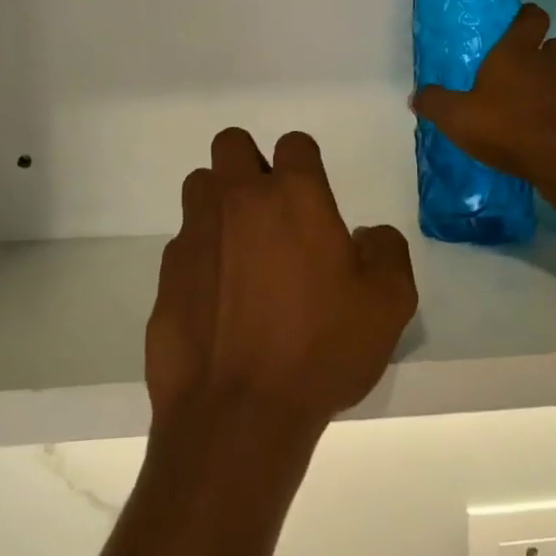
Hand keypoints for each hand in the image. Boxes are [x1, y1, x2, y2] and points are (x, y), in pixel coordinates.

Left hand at [147, 129, 417, 436]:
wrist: (238, 412)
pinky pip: (184, 242)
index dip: (304, 163)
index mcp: (293, 196)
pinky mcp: (168, 270)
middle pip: (231, 144)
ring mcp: (196, 232)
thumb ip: (387, 251)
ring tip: (241, 249)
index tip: (311, 196)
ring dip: (219, 202)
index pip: (294, 143)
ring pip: (200, 186)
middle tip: (270, 209)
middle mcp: (238, 199)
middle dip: (249, 163)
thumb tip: (366, 236)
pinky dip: (201, 255)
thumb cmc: (321, 350)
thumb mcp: (388, 304)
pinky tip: (217, 298)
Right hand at [411, 3, 555, 201]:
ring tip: (530, 101)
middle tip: (521, 68)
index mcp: (517, 52)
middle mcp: (549, 63)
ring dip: (552, 81)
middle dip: (543, 51)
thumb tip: (417, 95)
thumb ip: (434, 102)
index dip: (526, 16)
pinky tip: (542, 126)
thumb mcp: (455, 116)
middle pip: (555, 44)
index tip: (515, 24)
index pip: (531, 17)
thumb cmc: (505, 126)